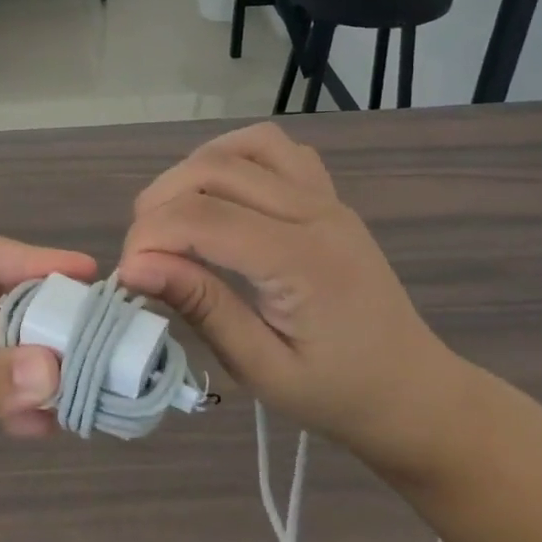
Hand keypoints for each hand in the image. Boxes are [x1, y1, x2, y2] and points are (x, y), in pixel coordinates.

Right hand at [117, 123, 465, 475]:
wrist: (414, 392)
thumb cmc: (338, 394)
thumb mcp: (263, 369)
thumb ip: (201, 307)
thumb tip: (134, 267)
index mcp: (302, 261)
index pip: (203, 218)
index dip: (149, 237)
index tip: (126, 276)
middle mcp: (314, 212)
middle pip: (213, 171)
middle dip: (158, 205)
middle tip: (143, 256)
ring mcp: (324, 197)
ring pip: (240, 147)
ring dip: (190, 173)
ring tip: (172, 220)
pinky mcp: (325, 195)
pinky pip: (273, 149)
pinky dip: (230, 157)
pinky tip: (216, 196)